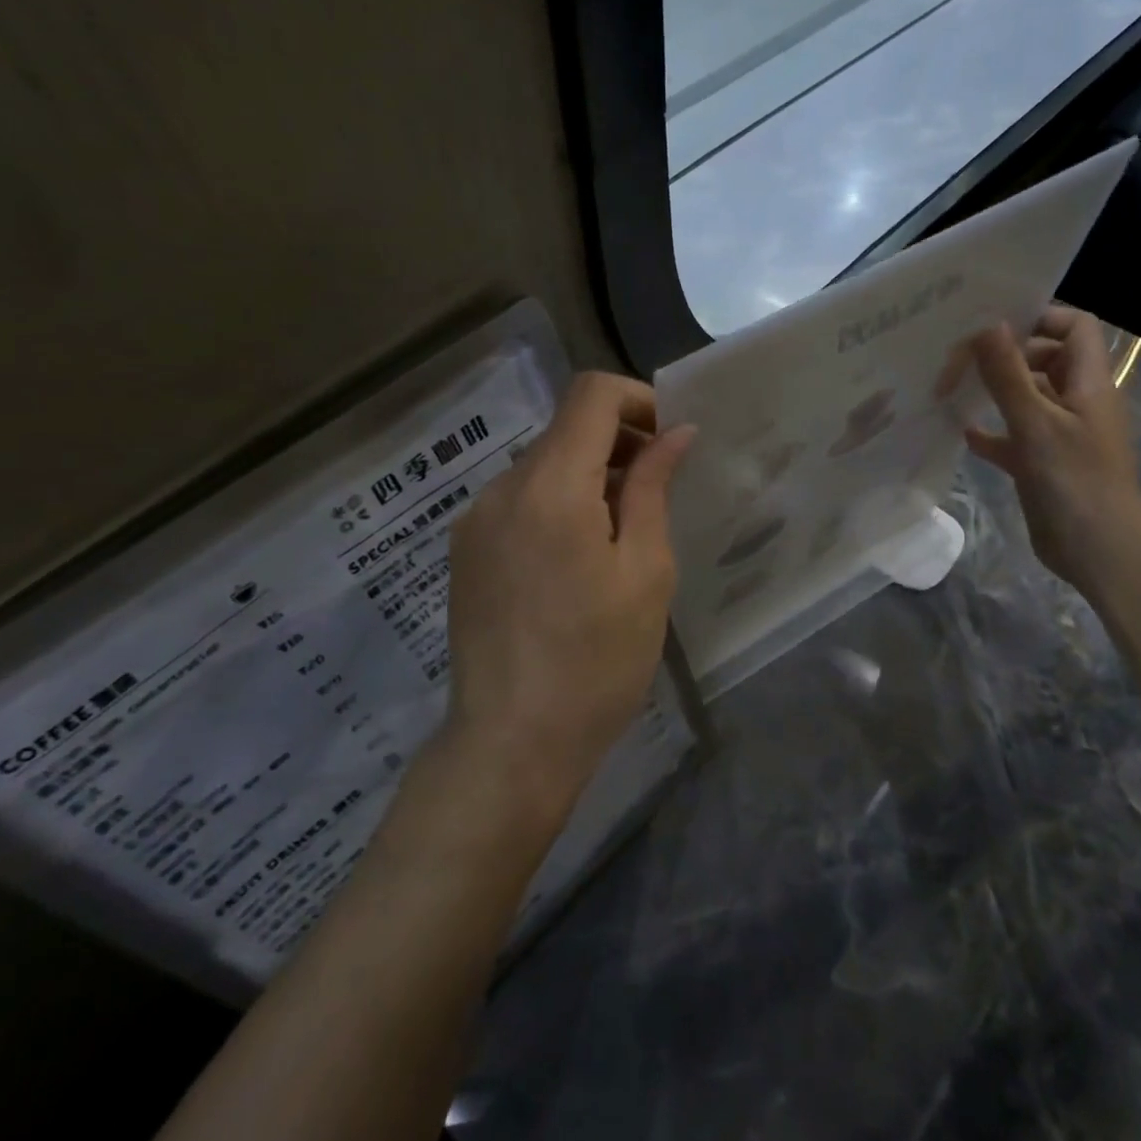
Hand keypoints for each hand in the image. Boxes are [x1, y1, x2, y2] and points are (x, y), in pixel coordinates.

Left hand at [443, 372, 694, 824]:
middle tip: (658, 493)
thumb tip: (675, 433)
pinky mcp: (465, 549)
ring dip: (588, 476)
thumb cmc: (596, 661)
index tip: (669, 440)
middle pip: (566, 429)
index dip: (638, 399)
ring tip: (620, 536)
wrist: (510, 745)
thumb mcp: (645, 572)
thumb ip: (653, 488)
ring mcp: (475, 519)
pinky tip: (576, 561)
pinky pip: (519, 500)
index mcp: (551, 486)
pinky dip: (557, 503)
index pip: (591, 394)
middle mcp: (502, 488)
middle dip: (619, 443)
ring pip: (542, 465)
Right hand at [961, 307, 1140, 594]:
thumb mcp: (1036, 423)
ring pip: (1026, 398)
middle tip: (959, 358)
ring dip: (993, 392)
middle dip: (1004, 355)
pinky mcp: (1042, 463)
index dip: (1040, 317)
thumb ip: (1008, 374)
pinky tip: (961, 432)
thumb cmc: (1074, 480)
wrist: (1098, 551)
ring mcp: (1060, 434)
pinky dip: (990, 431)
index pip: (1074, 327)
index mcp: (1088, 383)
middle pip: (1044, 359)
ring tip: (950, 388)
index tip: (992, 323)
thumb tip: (987, 322)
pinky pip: (1013, 436)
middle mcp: (1076, 401)